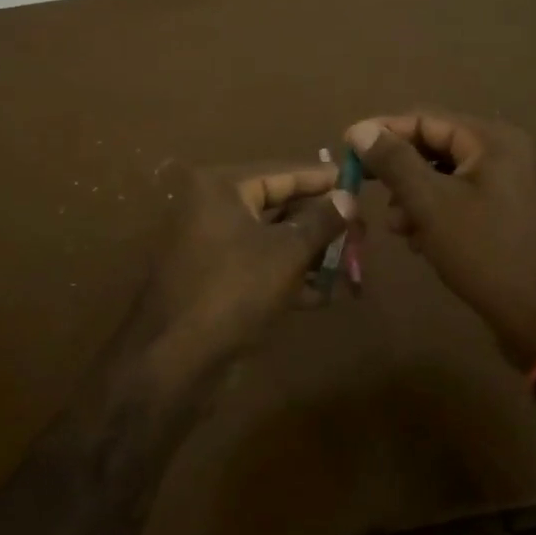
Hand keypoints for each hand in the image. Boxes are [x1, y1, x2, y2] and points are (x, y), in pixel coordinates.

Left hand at [133, 163, 354, 389]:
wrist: (176, 361)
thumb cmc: (234, 290)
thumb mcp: (287, 252)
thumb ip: (321, 221)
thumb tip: (349, 197)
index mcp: (220, 189)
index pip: (280, 173)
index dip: (320, 179)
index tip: (355, 180)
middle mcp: (211, 210)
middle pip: (276, 206)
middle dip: (319, 221)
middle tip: (359, 228)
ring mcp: (210, 248)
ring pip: (269, 240)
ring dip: (309, 252)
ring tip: (351, 262)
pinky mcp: (213, 282)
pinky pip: (258, 268)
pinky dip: (289, 276)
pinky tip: (324, 294)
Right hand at [345, 110, 535, 368]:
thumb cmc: (485, 252)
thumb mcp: (431, 204)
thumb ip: (394, 162)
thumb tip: (361, 129)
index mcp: (491, 141)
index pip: (425, 120)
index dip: (384, 131)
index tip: (347, 146)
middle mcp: (503, 154)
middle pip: (435, 148)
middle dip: (399, 171)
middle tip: (365, 187)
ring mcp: (508, 185)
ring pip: (444, 177)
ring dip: (413, 197)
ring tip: (395, 226)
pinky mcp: (505, 214)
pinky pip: (459, 200)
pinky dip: (434, 214)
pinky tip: (418, 240)